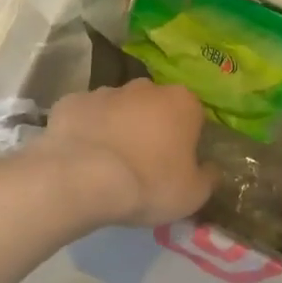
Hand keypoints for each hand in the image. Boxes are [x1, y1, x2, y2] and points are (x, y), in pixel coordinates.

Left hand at [34, 81, 213, 227]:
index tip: (177, 164)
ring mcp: (104, 91)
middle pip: (154, 107)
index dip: (186, 140)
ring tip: (108, 164)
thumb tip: (210, 169)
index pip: (193, 116)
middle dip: (151, 128)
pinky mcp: (70, 102)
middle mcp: (145, 88)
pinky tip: (81, 158)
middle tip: (143, 164)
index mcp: (182, 103)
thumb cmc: (149, 184)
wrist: (82, 179)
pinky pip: (85, 117)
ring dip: (118, 128)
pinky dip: (86, 132)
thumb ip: (208, 177)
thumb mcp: (194, 194)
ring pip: (118, 109)